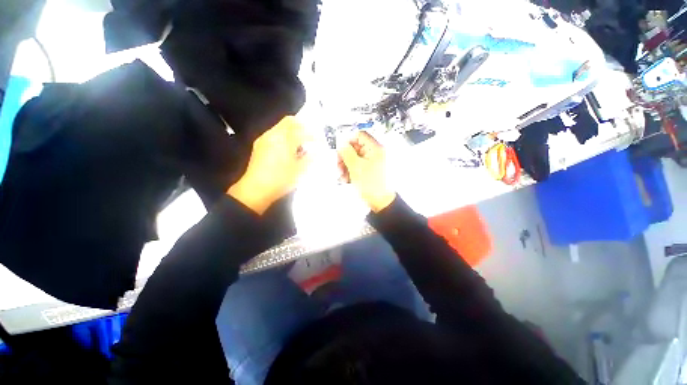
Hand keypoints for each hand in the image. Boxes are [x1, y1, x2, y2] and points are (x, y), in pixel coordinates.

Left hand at [228, 116, 309, 214]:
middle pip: (289, 121)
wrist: (255, 190)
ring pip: (281, 126)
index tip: (321, 141)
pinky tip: (288, 148)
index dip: (314, 135)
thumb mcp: (299, 171)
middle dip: (302, 126)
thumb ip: (309, 158)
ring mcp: (265, 139)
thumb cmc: (280, 180)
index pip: (302, 131)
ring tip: (301, 143)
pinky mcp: (259, 144)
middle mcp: (273, 135)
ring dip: (293, 130)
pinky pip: (274, 133)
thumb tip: (317, 151)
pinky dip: (284, 136)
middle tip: (311, 136)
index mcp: (285, 141)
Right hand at [337, 132, 396, 212]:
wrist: (380, 202)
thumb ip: (347, 152)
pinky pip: (358, 166)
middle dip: (345, 156)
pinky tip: (347, 178)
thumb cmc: (372, 186)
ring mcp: (373, 162)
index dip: (348, 141)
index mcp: (375, 149)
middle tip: (339, 165)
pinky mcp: (370, 170)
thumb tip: (341, 143)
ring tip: (342, 175)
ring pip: (355, 158)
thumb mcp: (355, 167)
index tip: (340, 149)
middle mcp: (375, 153)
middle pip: (356, 148)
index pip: (359, 135)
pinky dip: (351, 170)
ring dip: (346, 165)